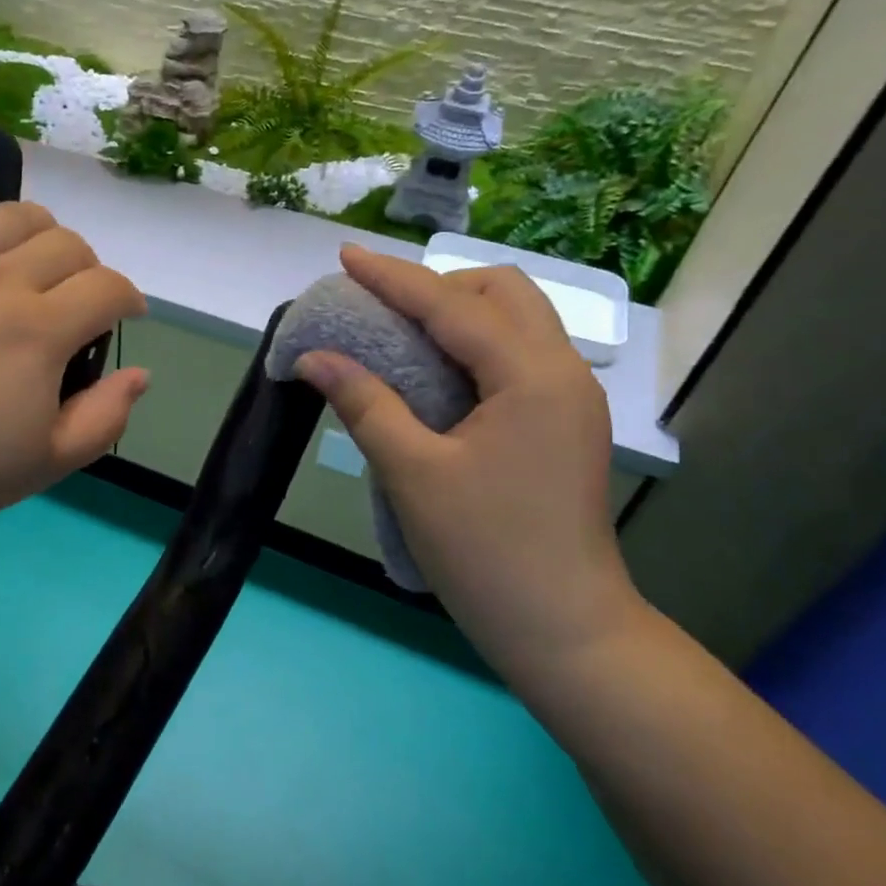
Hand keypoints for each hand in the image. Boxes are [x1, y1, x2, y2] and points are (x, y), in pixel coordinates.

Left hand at [0, 147, 148, 542]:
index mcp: (40, 331)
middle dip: (90, 269)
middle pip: (67, 245)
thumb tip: (140, 373)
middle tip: (80, 303)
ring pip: (13, 216)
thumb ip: (105, 417)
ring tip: (42, 255)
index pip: (107, 288)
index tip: (128, 318)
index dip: (129, 300)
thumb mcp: (48, 463)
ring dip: (44, 229)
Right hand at [295, 245, 642, 676]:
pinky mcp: (564, 424)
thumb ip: (364, 404)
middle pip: (503, 293)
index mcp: (531, 376)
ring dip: (459, 313)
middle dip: (438, 286)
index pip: (452, 306)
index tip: (345, 258)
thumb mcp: (413, 473)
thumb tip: (314, 357)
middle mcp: (561, 372)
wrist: (563, 628)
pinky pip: (518, 356)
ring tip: (402, 335)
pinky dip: (474, 345)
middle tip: (382, 309)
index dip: (392, 278)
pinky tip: (436, 373)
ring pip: (517, 321)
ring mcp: (570, 399)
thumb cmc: (485, 551)